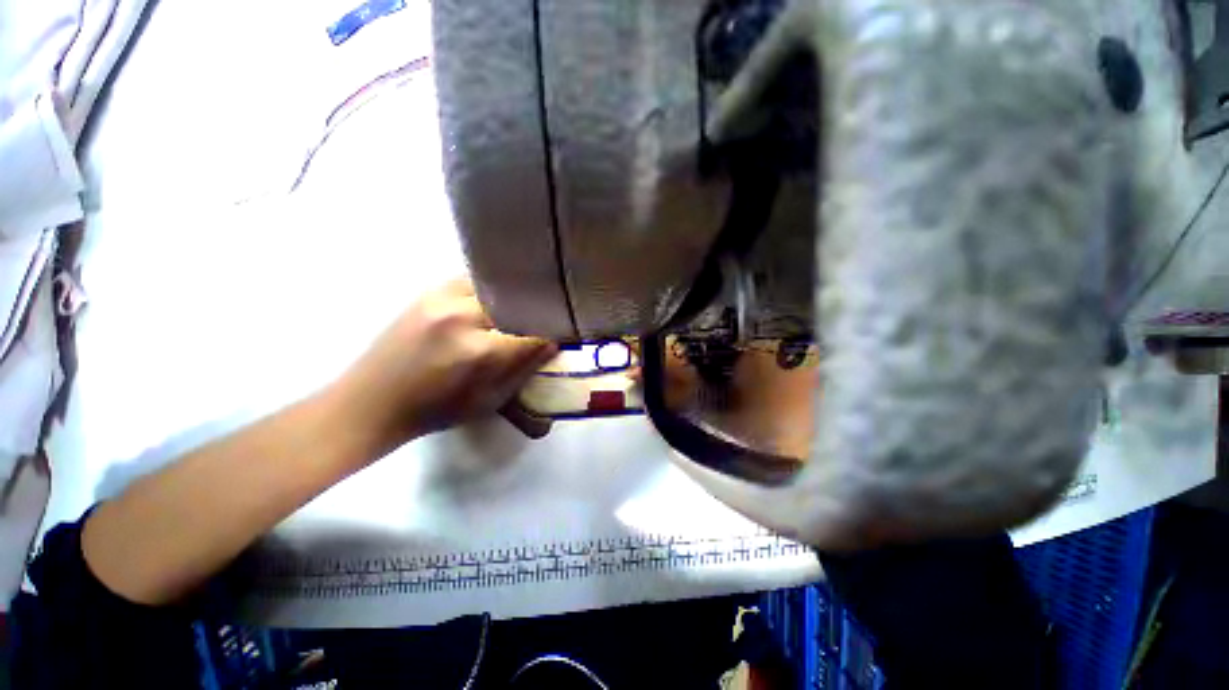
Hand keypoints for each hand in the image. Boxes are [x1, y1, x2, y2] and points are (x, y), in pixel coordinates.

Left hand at [335, 278, 557, 450]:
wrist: (370, 402)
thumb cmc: (435, 410)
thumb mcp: (488, 401)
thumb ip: (523, 371)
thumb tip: (551, 345)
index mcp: (479, 353)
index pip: (532, 334)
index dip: (551, 335)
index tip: (561, 336)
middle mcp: (462, 317)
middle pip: (514, 303)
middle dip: (531, 313)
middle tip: (539, 320)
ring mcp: (441, 299)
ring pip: (494, 285)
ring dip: (510, 297)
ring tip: (518, 308)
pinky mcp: (427, 292)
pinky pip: (470, 281)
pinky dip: (487, 289)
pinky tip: (491, 301)